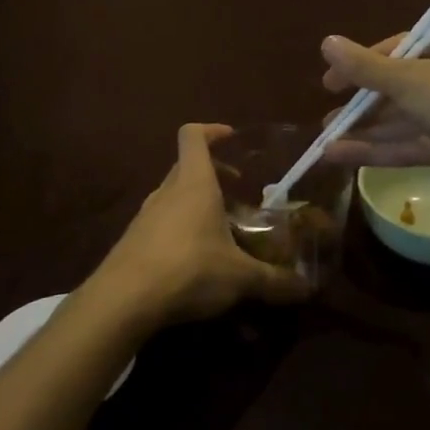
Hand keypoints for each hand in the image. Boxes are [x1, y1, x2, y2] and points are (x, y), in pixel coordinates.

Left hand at [91, 124, 311, 330]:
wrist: (123, 299)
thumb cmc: (188, 269)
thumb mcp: (240, 277)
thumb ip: (274, 280)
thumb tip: (306, 288)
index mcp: (194, 183)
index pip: (193, 136)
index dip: (212, 130)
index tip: (232, 137)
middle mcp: (167, 192)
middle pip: (186, 166)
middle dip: (213, 172)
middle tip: (237, 190)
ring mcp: (145, 215)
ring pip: (173, 195)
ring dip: (195, 202)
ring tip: (220, 228)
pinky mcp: (132, 240)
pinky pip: (160, 222)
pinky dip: (179, 227)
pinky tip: (194, 258)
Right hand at [318, 20, 429, 208]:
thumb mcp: (409, 80)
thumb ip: (365, 67)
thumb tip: (326, 42)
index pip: (404, 45)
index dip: (363, 63)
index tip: (331, 83)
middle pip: (405, 83)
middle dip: (364, 103)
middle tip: (329, 116)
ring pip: (409, 117)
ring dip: (369, 129)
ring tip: (326, 139)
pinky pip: (419, 142)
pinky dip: (385, 149)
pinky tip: (343, 157)